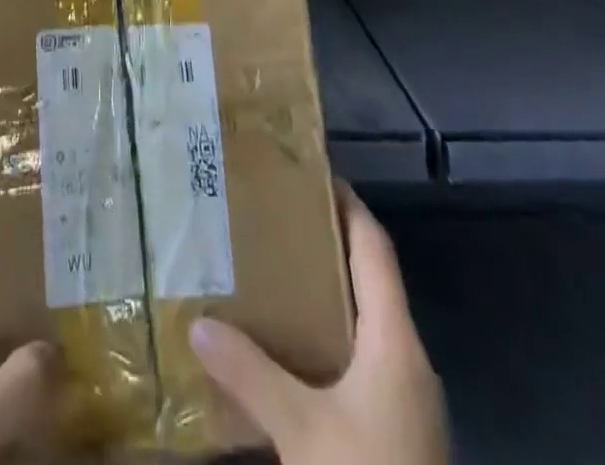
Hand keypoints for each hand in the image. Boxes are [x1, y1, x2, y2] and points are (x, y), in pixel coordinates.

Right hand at [189, 184, 447, 464]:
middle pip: (370, 282)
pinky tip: (291, 351)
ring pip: (365, 325)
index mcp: (395, 341)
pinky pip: (362, 362)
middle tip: (275, 219)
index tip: (311, 173)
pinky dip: (329, 339)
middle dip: (326, 247)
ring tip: (274, 275)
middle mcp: (407, 359)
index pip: (375, 248)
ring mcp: (406, 400)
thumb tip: (198, 323)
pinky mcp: (397, 431)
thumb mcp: (301, 430)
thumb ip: (250, 374)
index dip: (348, 205)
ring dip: (326, 296)